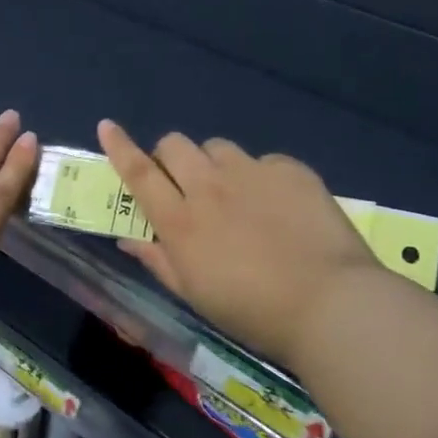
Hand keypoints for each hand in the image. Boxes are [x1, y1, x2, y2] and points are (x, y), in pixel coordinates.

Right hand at [97, 121, 377, 364]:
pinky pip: (263, 160)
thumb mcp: (194, 294)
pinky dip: (260, 176)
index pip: (139, 172)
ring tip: (233, 192)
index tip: (107, 126)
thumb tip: (129, 239)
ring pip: (217, 147)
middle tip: (183, 182)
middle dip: (170, 156)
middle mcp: (208, 187)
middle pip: (175, 145)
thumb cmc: (252, 311)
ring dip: (213, 164)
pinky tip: (278, 204)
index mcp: (180, 221)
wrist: (330, 305)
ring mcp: (251, 174)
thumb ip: (158, 260)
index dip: (119, 147)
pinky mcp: (290, 171)